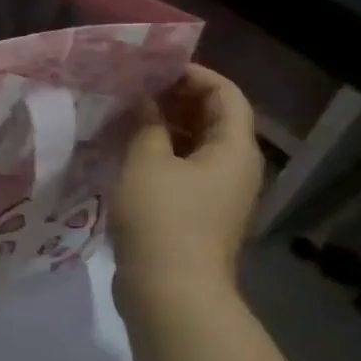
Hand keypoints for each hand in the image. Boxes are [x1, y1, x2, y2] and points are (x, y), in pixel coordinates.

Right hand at [110, 65, 262, 325]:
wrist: (171, 293)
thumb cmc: (162, 219)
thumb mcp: (147, 163)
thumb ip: (146, 125)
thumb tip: (146, 102)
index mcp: (235, 149)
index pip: (225, 94)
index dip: (194, 74)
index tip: (154, 68)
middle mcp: (236, 169)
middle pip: (214, 120)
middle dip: (176, 101)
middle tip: (134, 90)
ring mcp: (218, 196)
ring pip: (196, 149)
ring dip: (165, 131)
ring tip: (125, 119)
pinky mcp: (198, 218)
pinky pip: (184, 174)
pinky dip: (161, 158)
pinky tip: (127, 156)